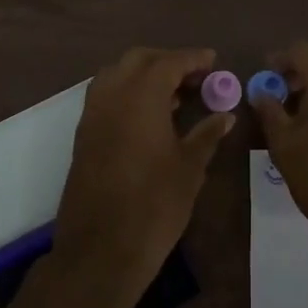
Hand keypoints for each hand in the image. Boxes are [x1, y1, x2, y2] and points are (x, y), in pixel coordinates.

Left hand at [52, 47, 234, 307]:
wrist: (101, 249)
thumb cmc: (154, 205)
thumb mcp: (190, 168)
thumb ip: (207, 134)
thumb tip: (224, 115)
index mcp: (140, 97)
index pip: (169, 62)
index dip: (193, 59)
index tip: (213, 61)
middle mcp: (111, 96)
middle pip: (138, 60)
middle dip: (167, 61)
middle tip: (195, 78)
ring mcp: (92, 115)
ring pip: (116, 75)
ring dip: (144, 75)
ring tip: (174, 97)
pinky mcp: (83, 135)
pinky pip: (105, 97)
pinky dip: (127, 93)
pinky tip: (149, 117)